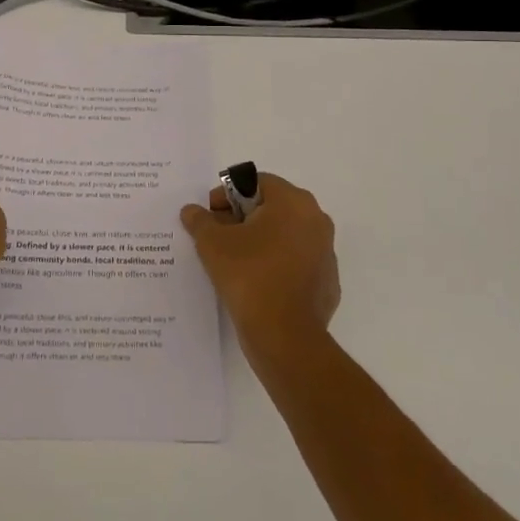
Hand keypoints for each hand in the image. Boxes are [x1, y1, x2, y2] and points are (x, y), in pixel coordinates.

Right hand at [182, 172, 338, 362]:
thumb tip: (192, 211)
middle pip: (273, 207)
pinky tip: (255, 284)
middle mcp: (316, 220)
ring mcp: (326, 252)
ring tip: (233, 261)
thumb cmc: (248, 276)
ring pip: (286, 236)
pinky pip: (296, 263)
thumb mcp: (212, 243)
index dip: (228, 195)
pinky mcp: (327, 282)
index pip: (256, 183)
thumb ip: (200, 220)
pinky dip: (276, 266)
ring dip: (260, 241)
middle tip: (217, 236)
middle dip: (243, 218)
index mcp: (293, 202)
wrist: (285, 336)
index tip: (210, 216)